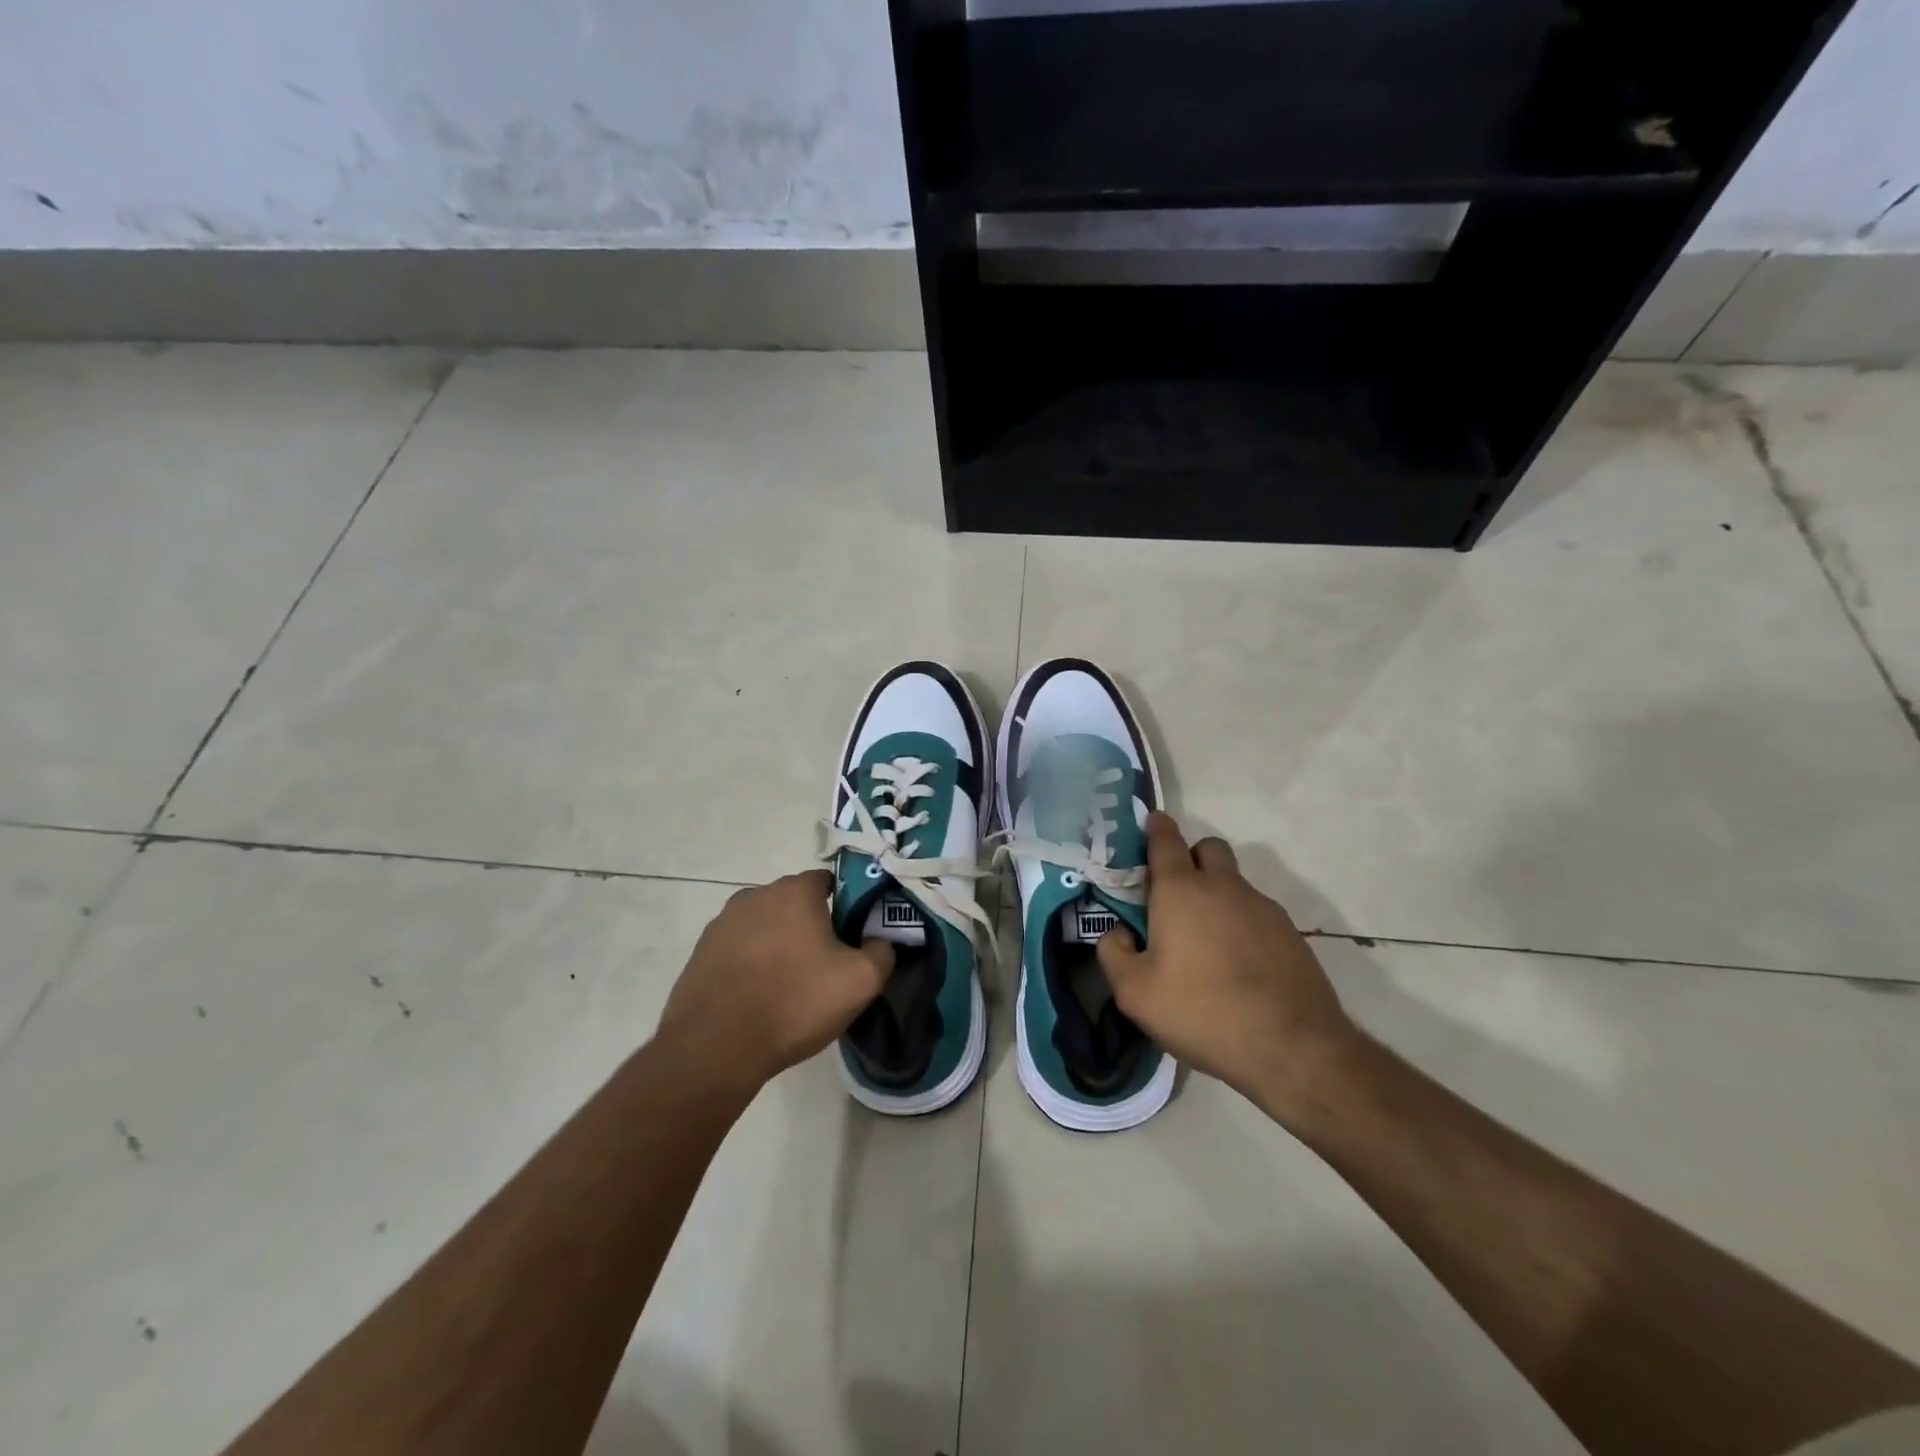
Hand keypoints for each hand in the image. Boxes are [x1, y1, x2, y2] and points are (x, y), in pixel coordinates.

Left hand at [658, 870, 891, 1094]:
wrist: (715, 1048)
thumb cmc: (794, 1003)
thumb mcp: (860, 981)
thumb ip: (882, 951)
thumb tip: (879, 940)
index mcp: (794, 891)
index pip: (828, 881)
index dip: (846, 905)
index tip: (853, 937)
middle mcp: (755, 895)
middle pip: (795, 903)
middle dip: (811, 926)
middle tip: (826, 965)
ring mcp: (722, 923)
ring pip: (765, 926)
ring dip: (779, 945)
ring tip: (790, 987)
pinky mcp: (701, 952)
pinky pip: (739, 949)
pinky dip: (752, 964)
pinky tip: (759, 997)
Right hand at [1097, 813, 1357, 1124]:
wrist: (1292, 1047)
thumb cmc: (1202, 1011)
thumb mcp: (1135, 994)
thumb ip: (1114, 954)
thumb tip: (1117, 933)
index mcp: (1181, 891)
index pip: (1165, 840)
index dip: (1155, 828)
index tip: (1150, 824)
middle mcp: (1223, 887)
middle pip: (1208, 848)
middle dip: (1190, 857)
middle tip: (1175, 893)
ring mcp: (1262, 908)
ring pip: (1234, 882)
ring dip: (1217, 894)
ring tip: (1205, 941)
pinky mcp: (1290, 933)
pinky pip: (1256, 913)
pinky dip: (1241, 924)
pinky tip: (1236, 964)